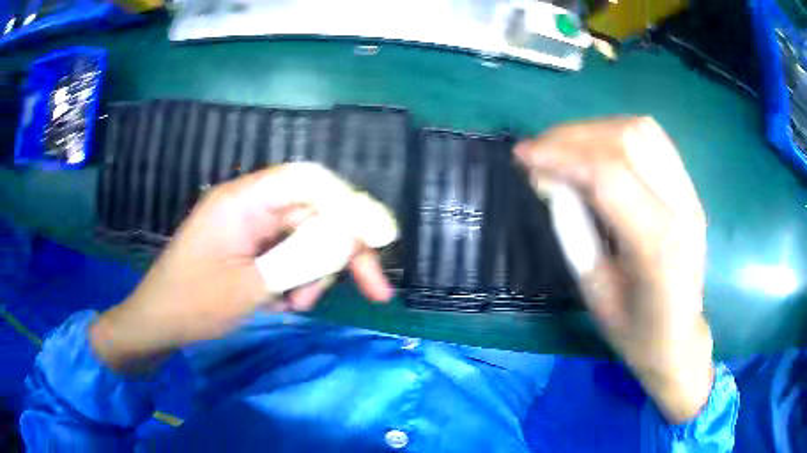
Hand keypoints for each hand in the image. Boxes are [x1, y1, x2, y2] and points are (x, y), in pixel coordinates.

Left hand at [91, 165, 392, 372]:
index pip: (309, 181)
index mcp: (243, 200)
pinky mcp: (249, 246)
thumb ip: (301, 259)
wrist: (157, 323)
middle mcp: (250, 204)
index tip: (382, 238)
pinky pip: (288, 254)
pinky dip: (297, 279)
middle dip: (343, 252)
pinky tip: (284, 304)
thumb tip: (352, 237)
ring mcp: (249, 226)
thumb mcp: (250, 287)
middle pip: (314, 213)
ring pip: (306, 238)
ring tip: (298, 307)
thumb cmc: (193, 304)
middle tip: (373, 290)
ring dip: (315, 273)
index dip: (351, 203)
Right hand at [515, 117, 712, 423]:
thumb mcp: (594, 290)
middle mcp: (682, 208)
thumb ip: (573, 229)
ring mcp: (690, 194)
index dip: (560, 156)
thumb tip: (548, 179)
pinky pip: (653, 139)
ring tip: (564, 148)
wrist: (679, 338)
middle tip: (539, 151)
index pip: (608, 175)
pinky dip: (617, 134)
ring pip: (640, 130)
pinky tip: (597, 151)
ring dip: (594, 131)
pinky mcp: (689, 188)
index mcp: (659, 246)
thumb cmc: (635, 331)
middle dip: (573, 137)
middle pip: (626, 140)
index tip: (522, 156)